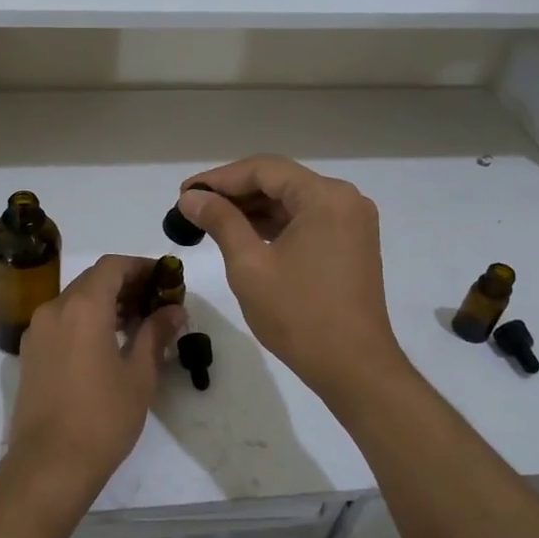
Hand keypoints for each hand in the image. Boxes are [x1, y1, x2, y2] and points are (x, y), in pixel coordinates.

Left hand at [5, 255, 186, 505]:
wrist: (49, 464)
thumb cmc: (102, 417)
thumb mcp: (139, 375)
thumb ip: (156, 334)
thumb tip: (174, 310)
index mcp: (82, 307)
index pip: (112, 266)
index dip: (141, 266)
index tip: (165, 279)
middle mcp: (54, 309)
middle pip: (92, 280)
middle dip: (125, 285)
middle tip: (156, 303)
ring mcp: (37, 332)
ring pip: (75, 300)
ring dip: (105, 303)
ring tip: (137, 325)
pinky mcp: (30, 354)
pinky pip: (61, 321)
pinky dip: (86, 320)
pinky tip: (108, 344)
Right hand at [177, 156, 406, 402]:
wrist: (353, 367)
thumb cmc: (298, 315)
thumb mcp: (249, 265)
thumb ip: (220, 221)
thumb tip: (191, 197)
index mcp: (325, 197)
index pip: (264, 170)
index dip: (220, 178)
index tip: (184, 193)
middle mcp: (344, 199)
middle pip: (280, 181)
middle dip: (234, 193)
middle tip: (192, 207)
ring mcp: (351, 222)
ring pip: (292, 201)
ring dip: (252, 209)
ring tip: (209, 221)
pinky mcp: (350, 244)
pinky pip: (305, 221)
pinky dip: (274, 225)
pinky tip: (242, 235)